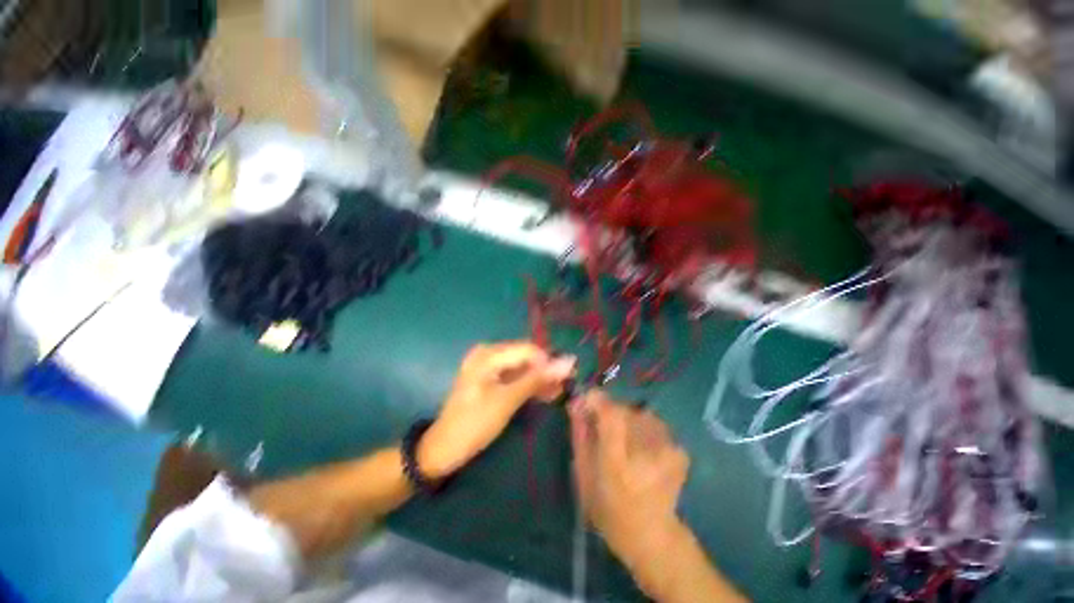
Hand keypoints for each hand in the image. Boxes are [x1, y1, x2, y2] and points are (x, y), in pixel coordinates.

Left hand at [419, 341, 575, 477]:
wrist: (442, 450)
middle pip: (526, 357)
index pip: (529, 350)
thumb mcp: (508, 400)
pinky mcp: (489, 379)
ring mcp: (488, 367)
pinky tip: (544, 394)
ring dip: (539, 380)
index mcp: (489, 354)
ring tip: (557, 393)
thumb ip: (537, 379)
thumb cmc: (474, 424)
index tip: (569, 378)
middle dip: (545, 371)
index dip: (550, 362)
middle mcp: (488, 354)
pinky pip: (514, 377)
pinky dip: (528, 386)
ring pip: (522, 368)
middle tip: (565, 387)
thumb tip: (568, 362)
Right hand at [569, 391, 690, 583]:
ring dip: (625, 419)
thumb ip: (580, 435)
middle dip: (608, 411)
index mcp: (618, 463)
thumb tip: (575, 403)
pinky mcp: (679, 450)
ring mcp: (668, 450)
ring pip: (637, 413)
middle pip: (623, 409)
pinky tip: (639, 447)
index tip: (585, 402)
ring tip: (621, 441)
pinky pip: (652, 423)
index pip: (610, 413)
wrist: (651, 536)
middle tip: (601, 427)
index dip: (596, 400)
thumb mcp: (583, 474)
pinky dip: (641, 427)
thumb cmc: (608, 509)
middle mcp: (646, 452)